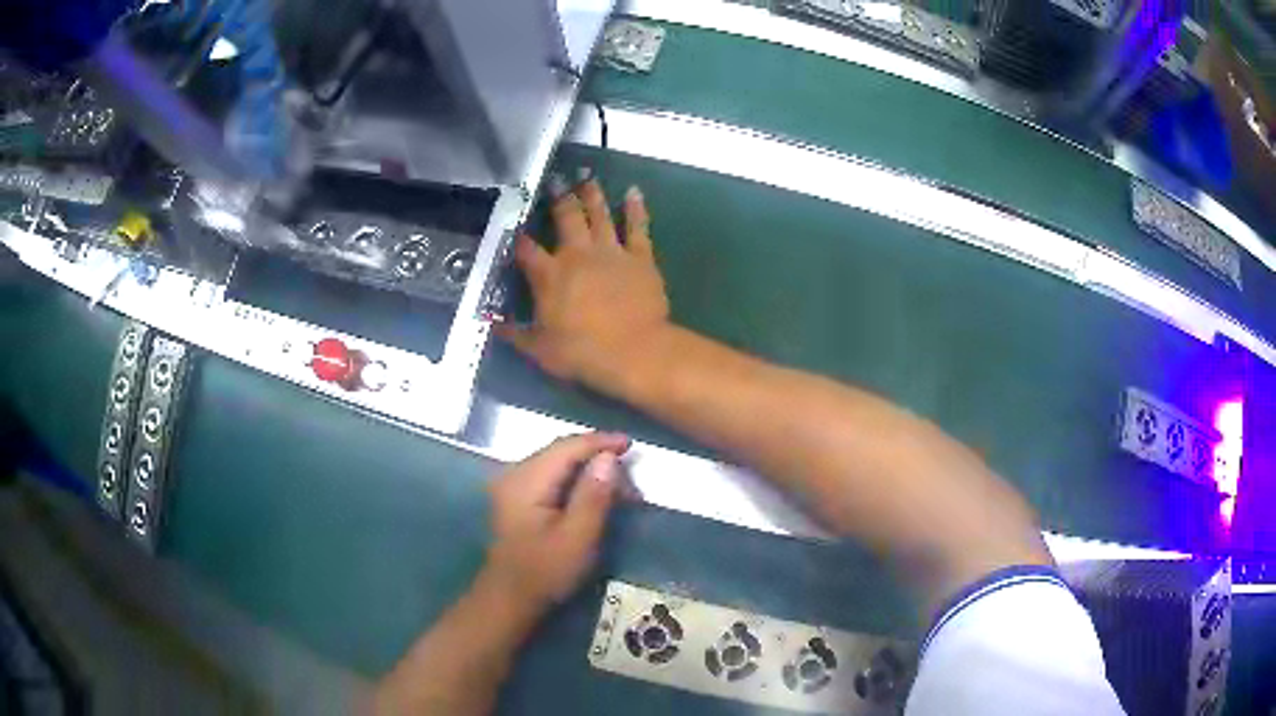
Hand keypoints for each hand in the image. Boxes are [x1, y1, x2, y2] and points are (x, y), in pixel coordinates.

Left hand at [482, 432, 628, 610]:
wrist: (510, 599)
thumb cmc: (545, 572)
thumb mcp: (577, 538)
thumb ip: (593, 496)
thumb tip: (608, 458)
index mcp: (526, 481)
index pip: (566, 447)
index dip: (600, 442)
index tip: (630, 445)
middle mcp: (515, 474)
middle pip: (560, 451)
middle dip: (595, 454)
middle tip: (628, 468)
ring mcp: (513, 486)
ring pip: (556, 462)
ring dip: (587, 467)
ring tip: (617, 483)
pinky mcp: (517, 498)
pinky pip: (550, 476)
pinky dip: (574, 479)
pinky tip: (592, 492)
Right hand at [497, 179, 670, 382]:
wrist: (635, 352)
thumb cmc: (583, 353)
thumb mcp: (540, 350)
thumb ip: (515, 334)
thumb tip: (492, 324)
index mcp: (549, 275)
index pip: (526, 249)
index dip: (517, 237)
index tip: (513, 227)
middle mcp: (577, 254)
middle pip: (566, 218)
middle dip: (558, 197)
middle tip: (555, 180)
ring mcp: (611, 252)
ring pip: (599, 215)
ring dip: (592, 194)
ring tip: (587, 177)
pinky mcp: (640, 257)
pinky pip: (637, 227)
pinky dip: (635, 208)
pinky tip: (633, 191)